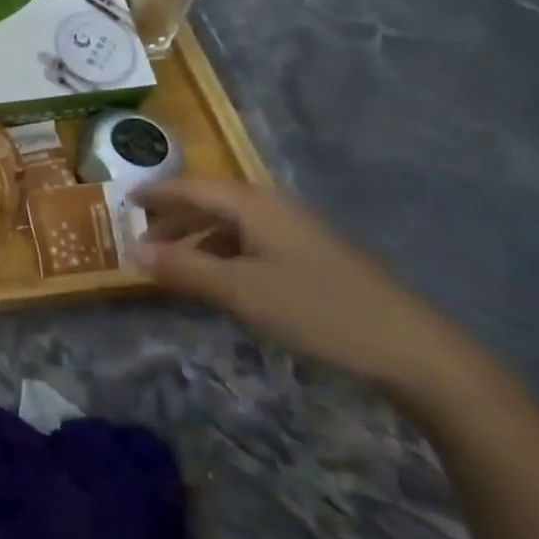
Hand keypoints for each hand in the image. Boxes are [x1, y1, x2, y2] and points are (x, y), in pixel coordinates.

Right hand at [138, 179, 473, 395]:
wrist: (414, 350)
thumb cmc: (317, 310)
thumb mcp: (240, 291)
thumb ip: (183, 268)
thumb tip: (131, 249)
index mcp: (253, 204)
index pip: (190, 188)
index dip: (156, 194)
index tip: (124, 199)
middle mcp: (273, 207)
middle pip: (211, 202)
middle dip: (174, 218)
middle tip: (142, 238)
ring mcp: (297, 231)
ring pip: (233, 223)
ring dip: (199, 238)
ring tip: (175, 262)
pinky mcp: (314, 256)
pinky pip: (253, 241)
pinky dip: (225, 252)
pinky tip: (222, 279)